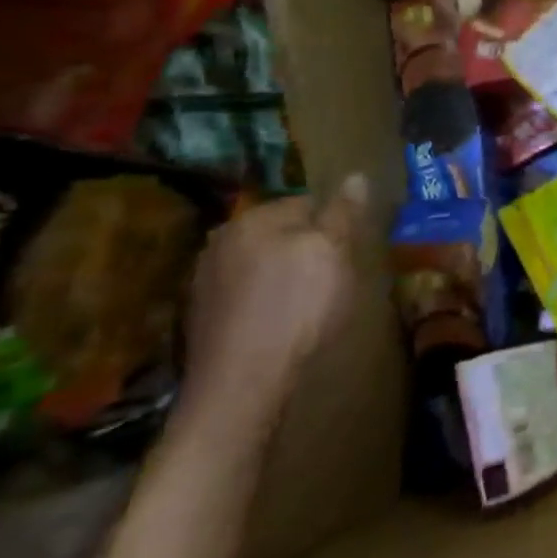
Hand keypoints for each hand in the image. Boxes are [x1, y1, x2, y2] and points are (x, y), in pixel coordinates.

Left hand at [180, 174, 367, 436]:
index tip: (350, 249)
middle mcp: (220, 242)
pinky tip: (282, 324)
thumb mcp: (334, 251)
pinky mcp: (201, 320)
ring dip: (284, 276)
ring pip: (260, 265)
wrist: (243, 382)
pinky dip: (265, 303)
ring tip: (310, 304)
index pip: (304, 202)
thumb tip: (356, 175)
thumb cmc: (297, 305)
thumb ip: (343, 212)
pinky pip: (245, 296)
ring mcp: (204, 283)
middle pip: (279, 234)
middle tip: (334, 275)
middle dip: (306, 248)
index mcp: (252, 219)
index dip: (334, 224)